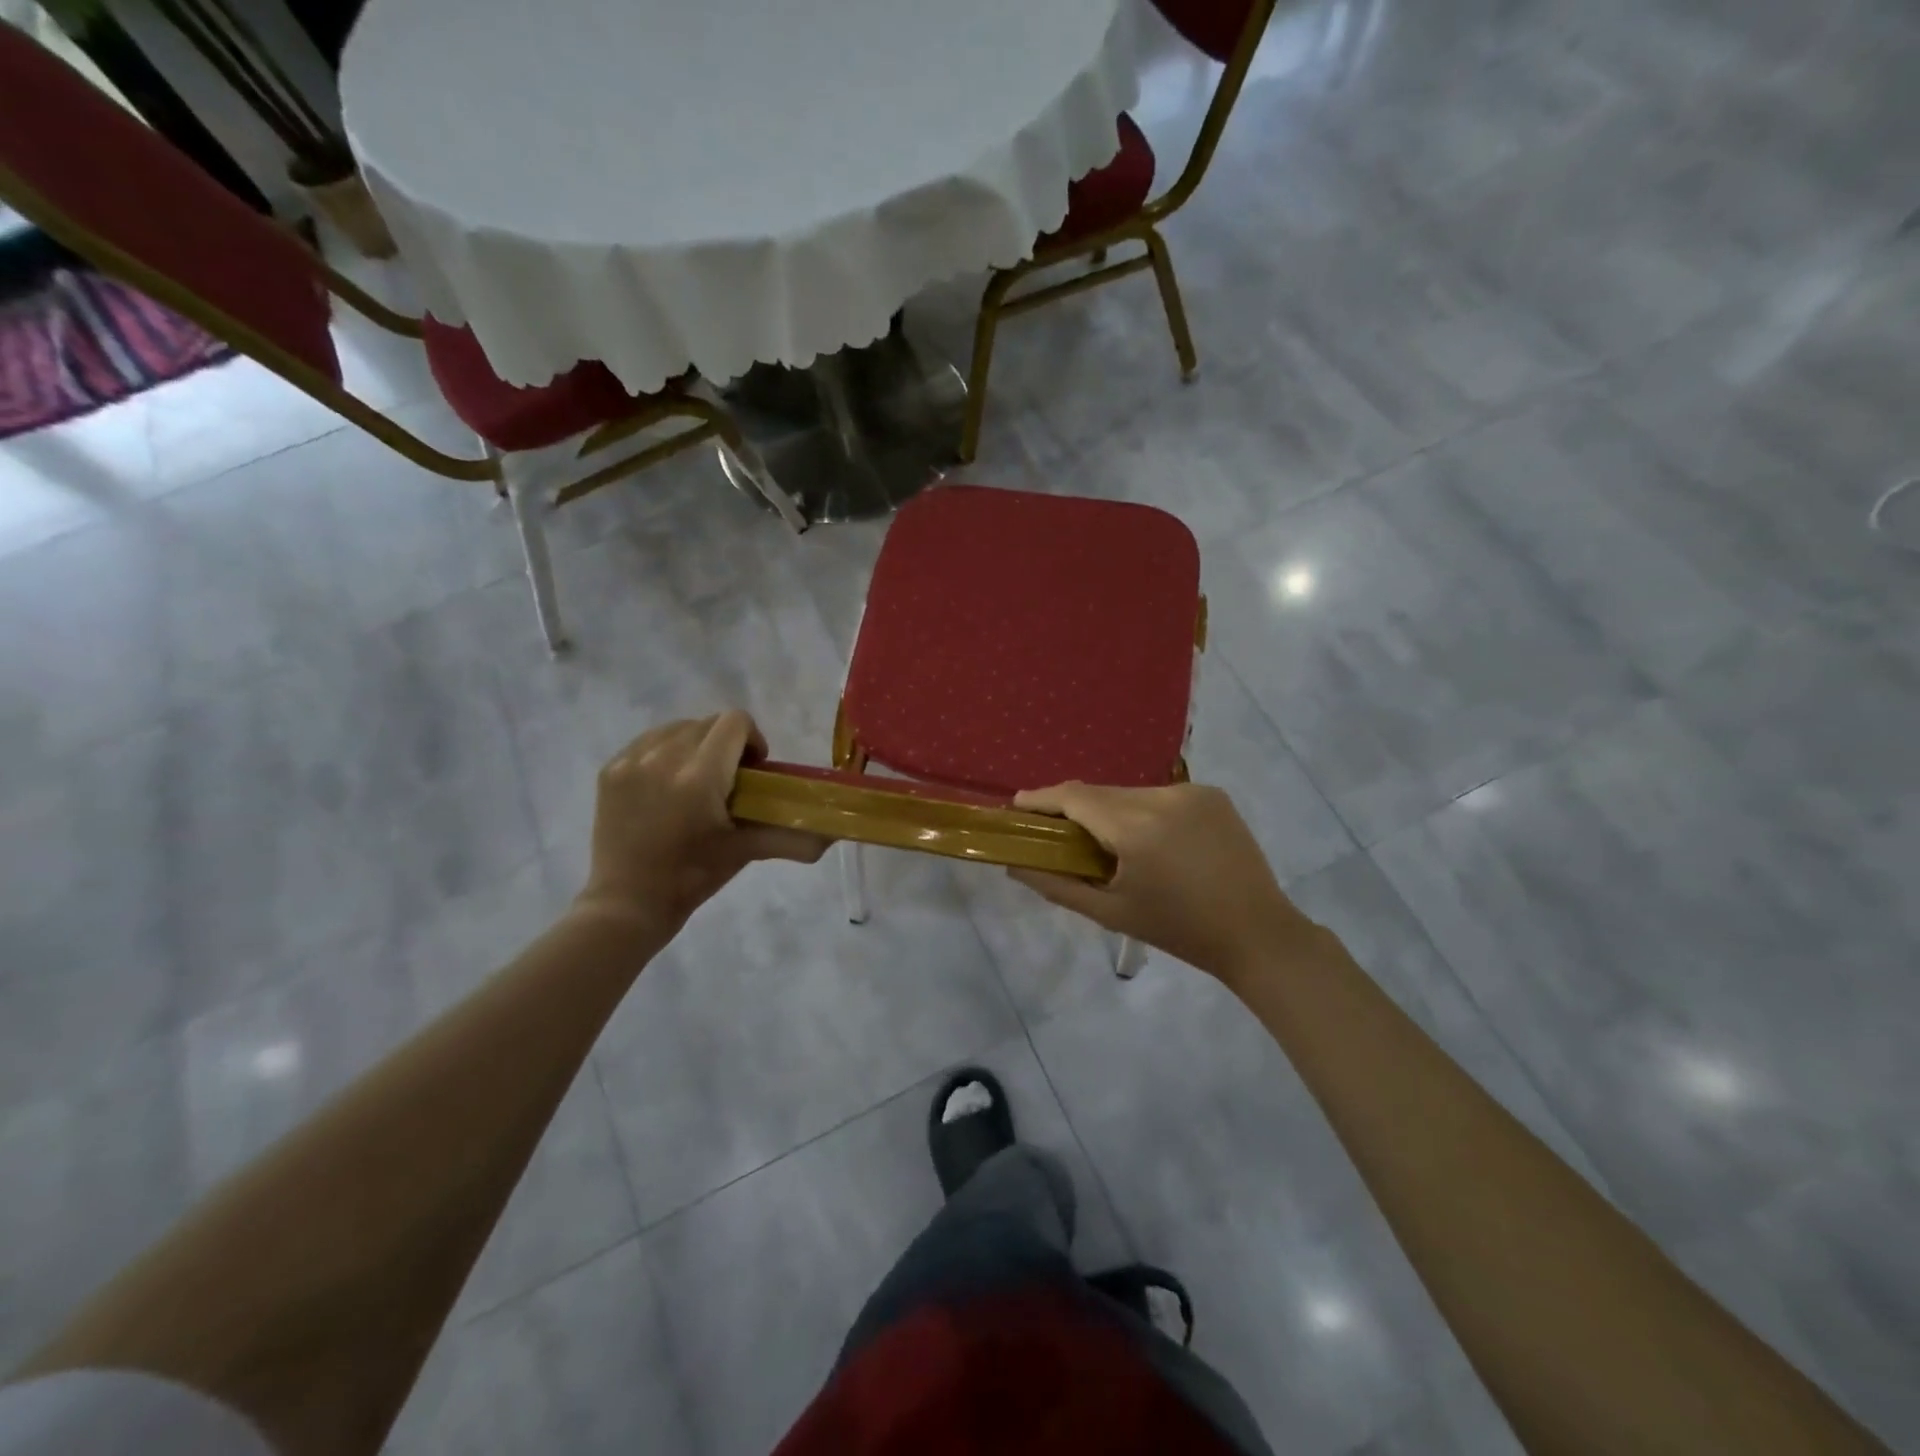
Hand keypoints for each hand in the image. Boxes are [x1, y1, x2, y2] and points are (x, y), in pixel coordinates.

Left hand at [574, 711, 828, 932]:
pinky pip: (647, 741)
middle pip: (708, 723)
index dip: (753, 739)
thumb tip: (830, 838)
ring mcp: (631, 761)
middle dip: (726, 744)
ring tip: (695, 781)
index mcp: (699, 776)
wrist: (627, 904)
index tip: (753, 769)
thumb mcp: (744, 851)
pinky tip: (666, 785)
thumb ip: (790, 837)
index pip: (735, 722)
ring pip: (677, 728)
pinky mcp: (610, 769)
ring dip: (695, 744)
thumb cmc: (692, 878)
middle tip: (728, 781)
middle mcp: (663, 758)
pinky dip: (665, 753)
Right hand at [1009, 782, 1313, 982]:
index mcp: (1136, 829)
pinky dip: (1143, 811)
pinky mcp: (1212, 794)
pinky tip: (1150, 840)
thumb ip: (1058, 885)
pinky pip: (1161, 796)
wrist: (1257, 933)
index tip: (1018, 805)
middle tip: (1058, 833)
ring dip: (1110, 810)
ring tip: (1108, 843)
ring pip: (1130, 793)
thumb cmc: (1178, 930)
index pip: (1075, 797)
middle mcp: (1162, 798)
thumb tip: (1015, 867)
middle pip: (1101, 793)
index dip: (1042, 798)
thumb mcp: (1111, 913)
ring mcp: (1191, 792)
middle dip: (1075, 809)